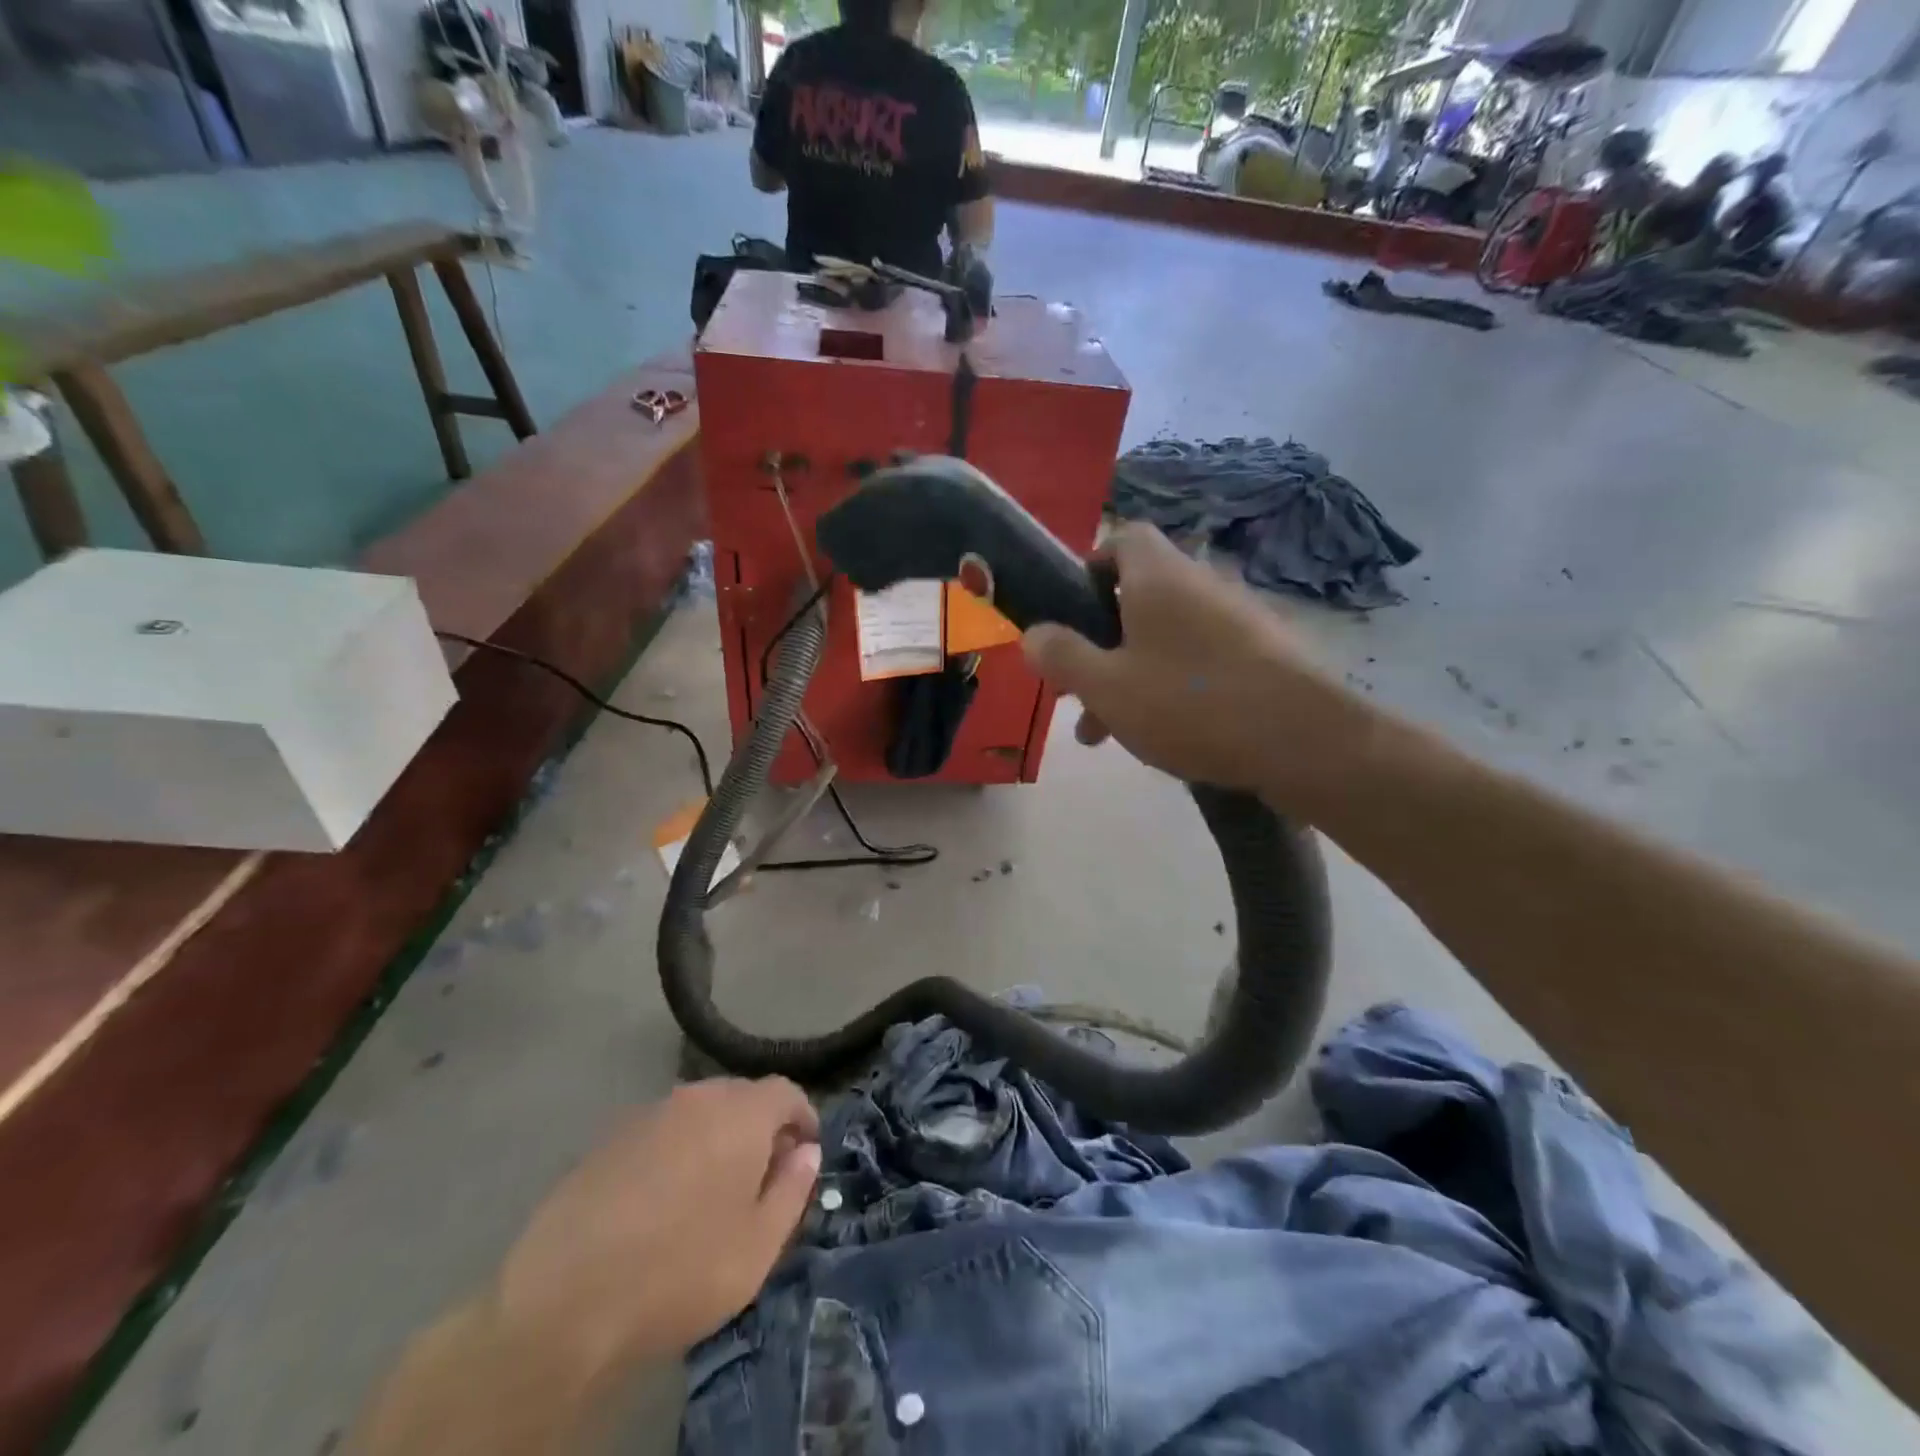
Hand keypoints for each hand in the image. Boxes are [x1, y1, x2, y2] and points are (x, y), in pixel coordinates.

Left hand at [492, 1078, 819, 1378]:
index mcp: (741, 1113)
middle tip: (761, 1177)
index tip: (805, 1153)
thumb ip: (792, 1190)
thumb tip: (806, 1153)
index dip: (802, 1118)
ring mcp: (648, 1113)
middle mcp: (697, 1097)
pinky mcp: (608, 1138)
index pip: (786, 1092)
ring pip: (699, 1113)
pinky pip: (661, 1132)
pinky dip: (675, 1152)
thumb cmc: (679, 1272)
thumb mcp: (757, 1247)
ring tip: (711, 1192)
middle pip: (742, 1097)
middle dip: (760, 1128)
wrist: (563, 1301)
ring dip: (716, 1138)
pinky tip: (661, 1201)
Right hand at [1023, 523, 1364, 807]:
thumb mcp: (1106, 686)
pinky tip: (1161, 737)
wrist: (1303, 742)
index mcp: (1159, 577)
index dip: (1090, 567)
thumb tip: (1033, 634)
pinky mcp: (1262, 656)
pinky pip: (1199, 662)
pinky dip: (1171, 688)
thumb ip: (1062, 657)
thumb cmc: (1190, 703)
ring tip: (1105, 734)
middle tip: (1075, 692)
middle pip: (1138, 598)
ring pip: (1165, 639)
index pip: (1123, 539)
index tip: (1070, 613)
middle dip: (1100, 644)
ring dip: (1129, 676)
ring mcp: (1237, 620)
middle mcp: (1200, 585)